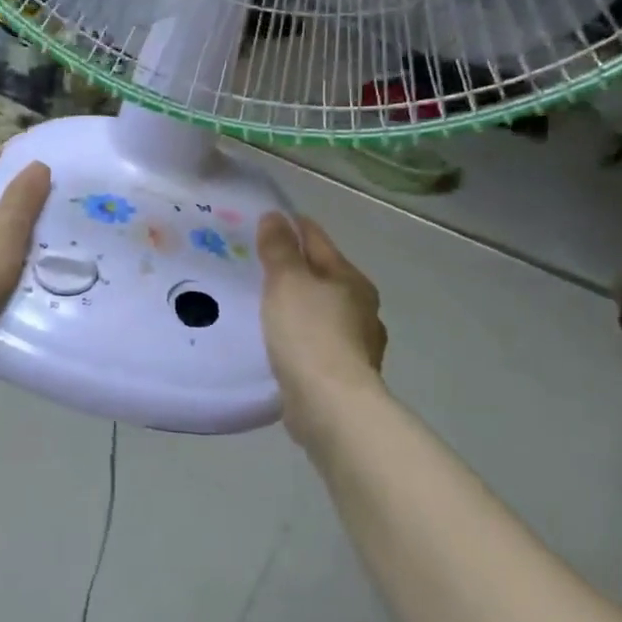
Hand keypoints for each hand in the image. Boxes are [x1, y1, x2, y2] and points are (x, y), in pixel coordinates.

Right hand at [256, 213, 387, 443]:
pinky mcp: (346, 374)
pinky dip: (302, 336)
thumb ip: (280, 248)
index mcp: (351, 279)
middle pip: (324, 276)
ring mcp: (358, 343)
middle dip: (297, 268)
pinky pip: (318, 342)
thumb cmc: (309, 333)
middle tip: (260, 265)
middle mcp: (361, 307)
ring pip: (323, 311)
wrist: (331, 405)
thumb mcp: (287, 281)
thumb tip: (275, 216)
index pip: (318, 240)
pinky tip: (283, 342)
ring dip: (300, 305)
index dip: (294, 227)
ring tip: (268, 304)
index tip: (269, 221)